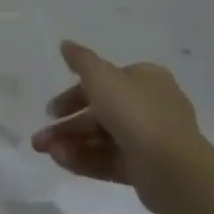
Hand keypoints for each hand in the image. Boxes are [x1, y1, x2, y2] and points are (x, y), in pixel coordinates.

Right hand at [31, 40, 203, 212]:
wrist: (173, 168)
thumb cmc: (135, 111)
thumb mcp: (101, 76)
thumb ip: (81, 60)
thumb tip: (66, 44)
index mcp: (146, 80)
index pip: (104, 83)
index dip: (74, 94)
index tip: (51, 108)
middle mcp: (149, 107)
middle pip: (99, 113)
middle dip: (67, 125)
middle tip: (40, 138)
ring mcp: (149, 141)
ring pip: (101, 139)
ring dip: (71, 144)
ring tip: (46, 152)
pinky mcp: (146, 170)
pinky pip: (110, 161)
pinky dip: (86, 160)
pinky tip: (61, 162)